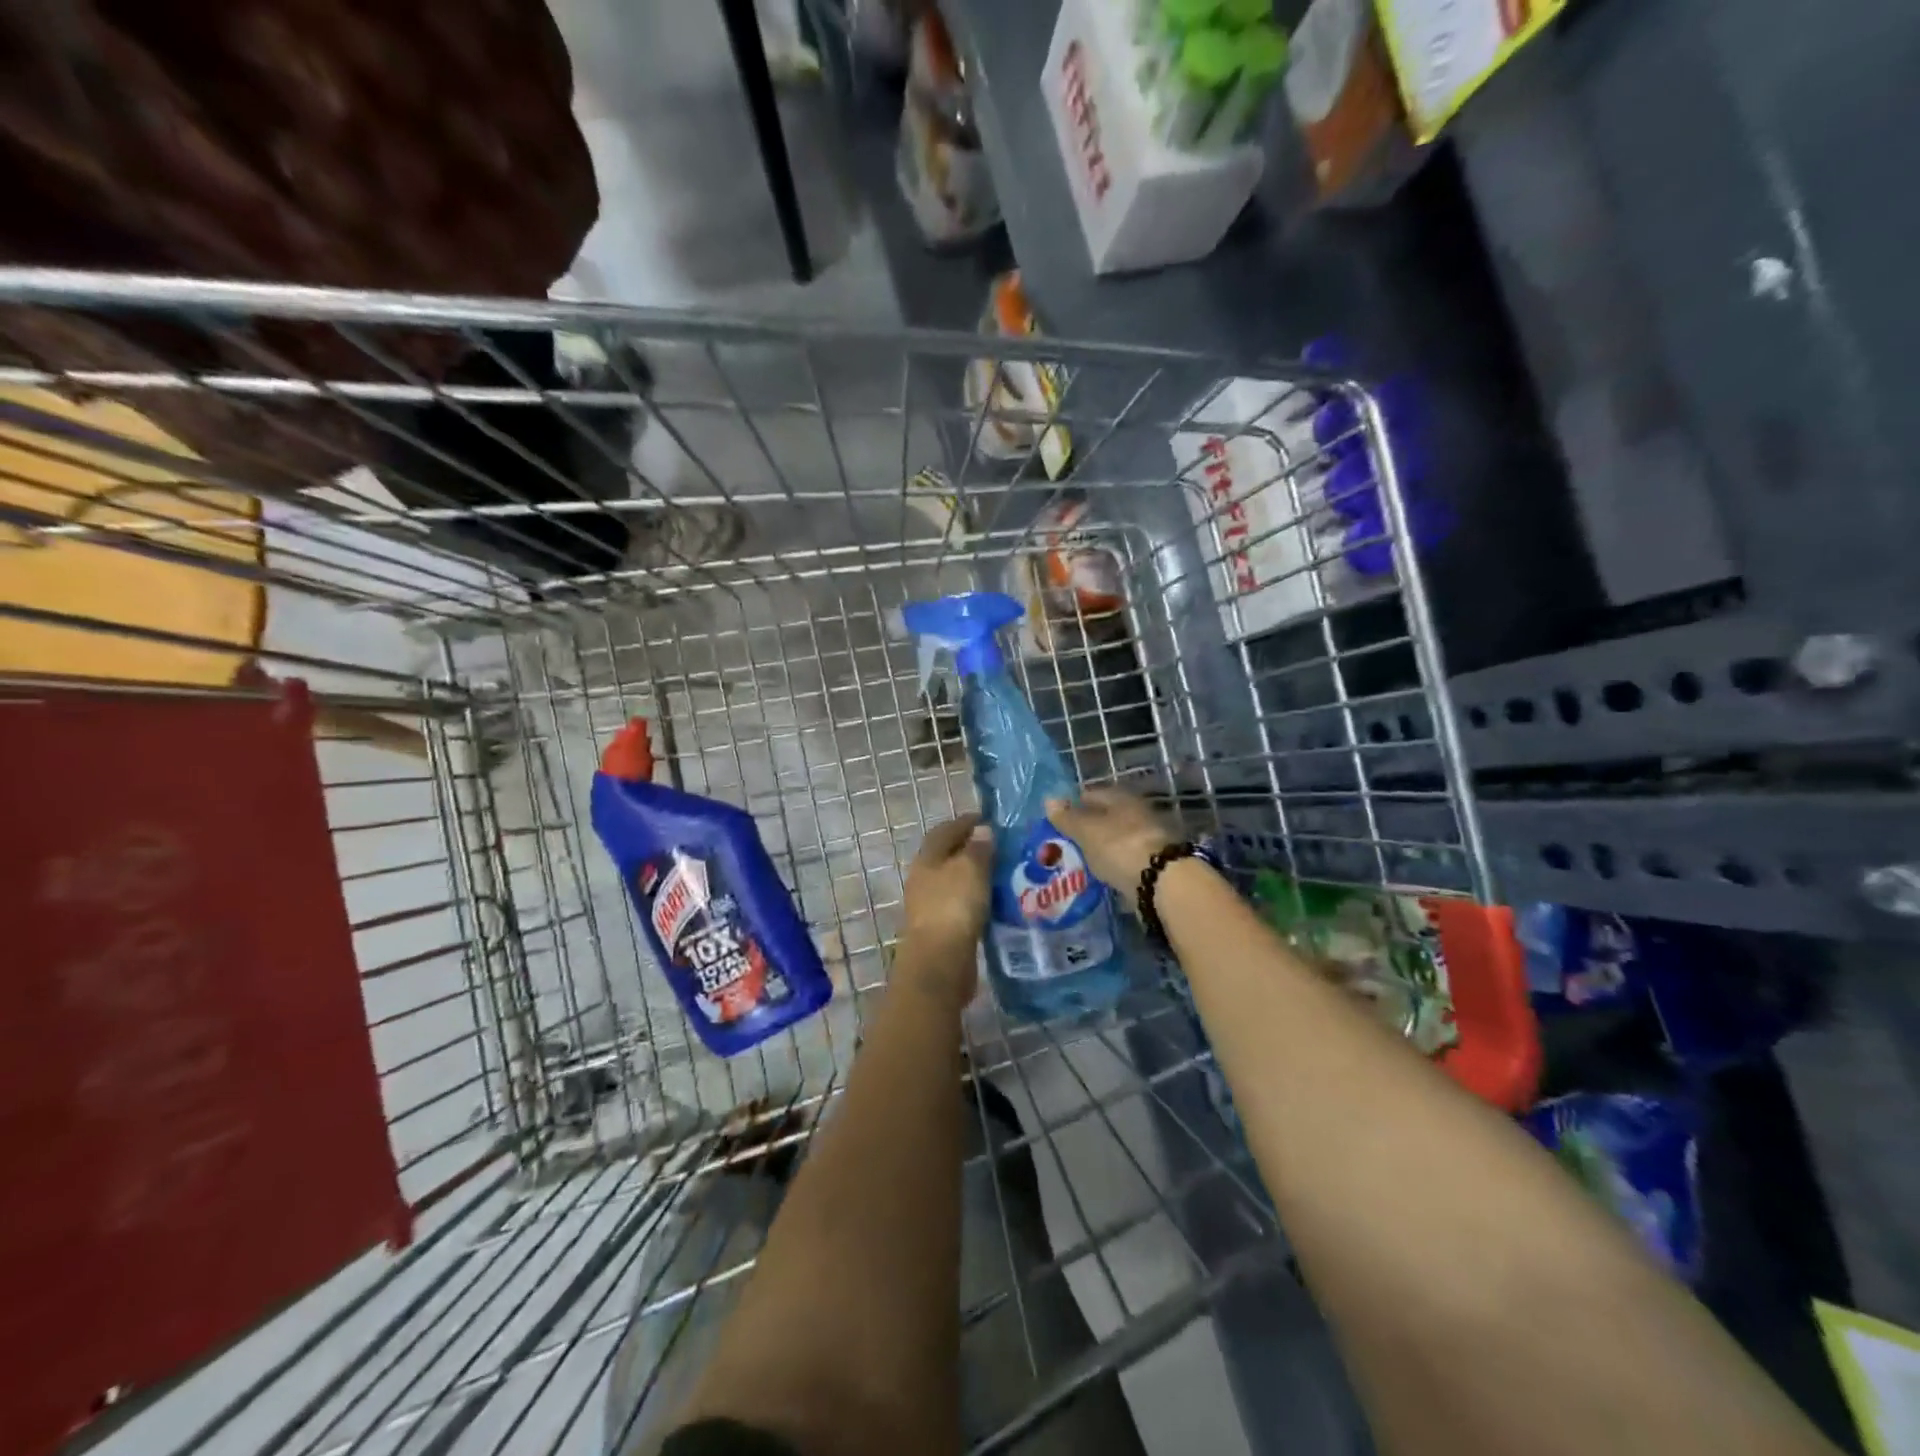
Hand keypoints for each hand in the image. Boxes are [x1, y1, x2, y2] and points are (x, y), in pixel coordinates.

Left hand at [899, 815, 991, 999]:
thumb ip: (978, 848)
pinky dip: (977, 899)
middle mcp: (924, 879)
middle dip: (972, 849)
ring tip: (1004, 874)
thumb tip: (982, 831)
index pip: (945, 830)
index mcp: (928, 859)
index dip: (966, 822)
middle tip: (1002, 847)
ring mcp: (930, 906)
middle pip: (948, 856)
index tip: (990, 819)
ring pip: (955, 882)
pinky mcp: (941, 930)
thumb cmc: (953, 907)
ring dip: (976, 876)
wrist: (939, 963)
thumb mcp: (970, 869)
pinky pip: (961, 905)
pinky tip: (996, 903)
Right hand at [1044, 787, 1178, 895]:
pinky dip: (1115, 862)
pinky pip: (1127, 857)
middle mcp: (1138, 812)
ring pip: (1118, 837)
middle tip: (1067, 840)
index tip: (1058, 818)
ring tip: (1082, 858)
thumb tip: (1049, 799)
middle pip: (1107, 815)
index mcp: (1121, 798)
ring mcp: (1149, 837)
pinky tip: (1103, 872)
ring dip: (1103, 846)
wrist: (1163, 882)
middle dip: (1089, 826)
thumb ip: (1067, 818)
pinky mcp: (1155, 862)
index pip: (1092, 794)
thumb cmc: (1119, 847)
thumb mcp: (1086, 832)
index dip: (1074, 804)